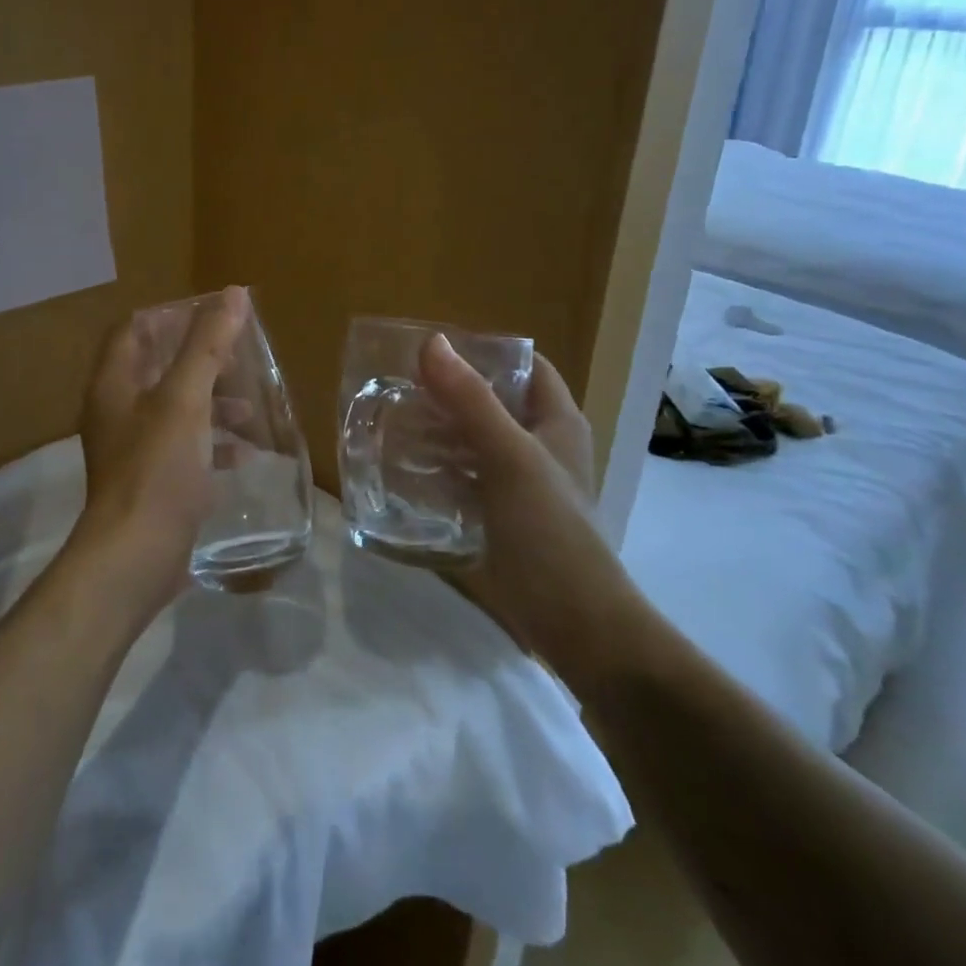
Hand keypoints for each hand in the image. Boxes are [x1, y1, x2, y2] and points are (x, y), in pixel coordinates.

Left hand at [65, 286, 250, 629]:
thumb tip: (233, 293)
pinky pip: (183, 449)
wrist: (134, 557)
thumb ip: (207, 345)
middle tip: (240, 360)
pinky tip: (245, 454)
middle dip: (200, 362)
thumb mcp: (186, 400)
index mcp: (114, 384)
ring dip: (211, 404)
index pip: (132, 330)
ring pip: (174, 410)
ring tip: (251, 408)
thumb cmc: (157, 469)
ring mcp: (131, 449)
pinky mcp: (150, 482)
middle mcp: (116, 411)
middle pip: (156, 369)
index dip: (169, 317)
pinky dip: (211, 443)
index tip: (212, 317)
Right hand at [419, 336, 652, 693]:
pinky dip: (438, 468)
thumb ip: (471, 400)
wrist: (574, 623)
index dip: (486, 352)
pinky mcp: (500, 516)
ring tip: (391, 421)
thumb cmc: (550, 529)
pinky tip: (402, 467)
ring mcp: (520, 484)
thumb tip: (431, 343)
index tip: (434, 350)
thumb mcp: (509, 456)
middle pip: (493, 402)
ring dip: (438, 431)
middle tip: (398, 386)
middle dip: (449, 393)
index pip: (526, 367)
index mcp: (557, 422)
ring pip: (474, 441)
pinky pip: (464, 478)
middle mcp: (541, 446)